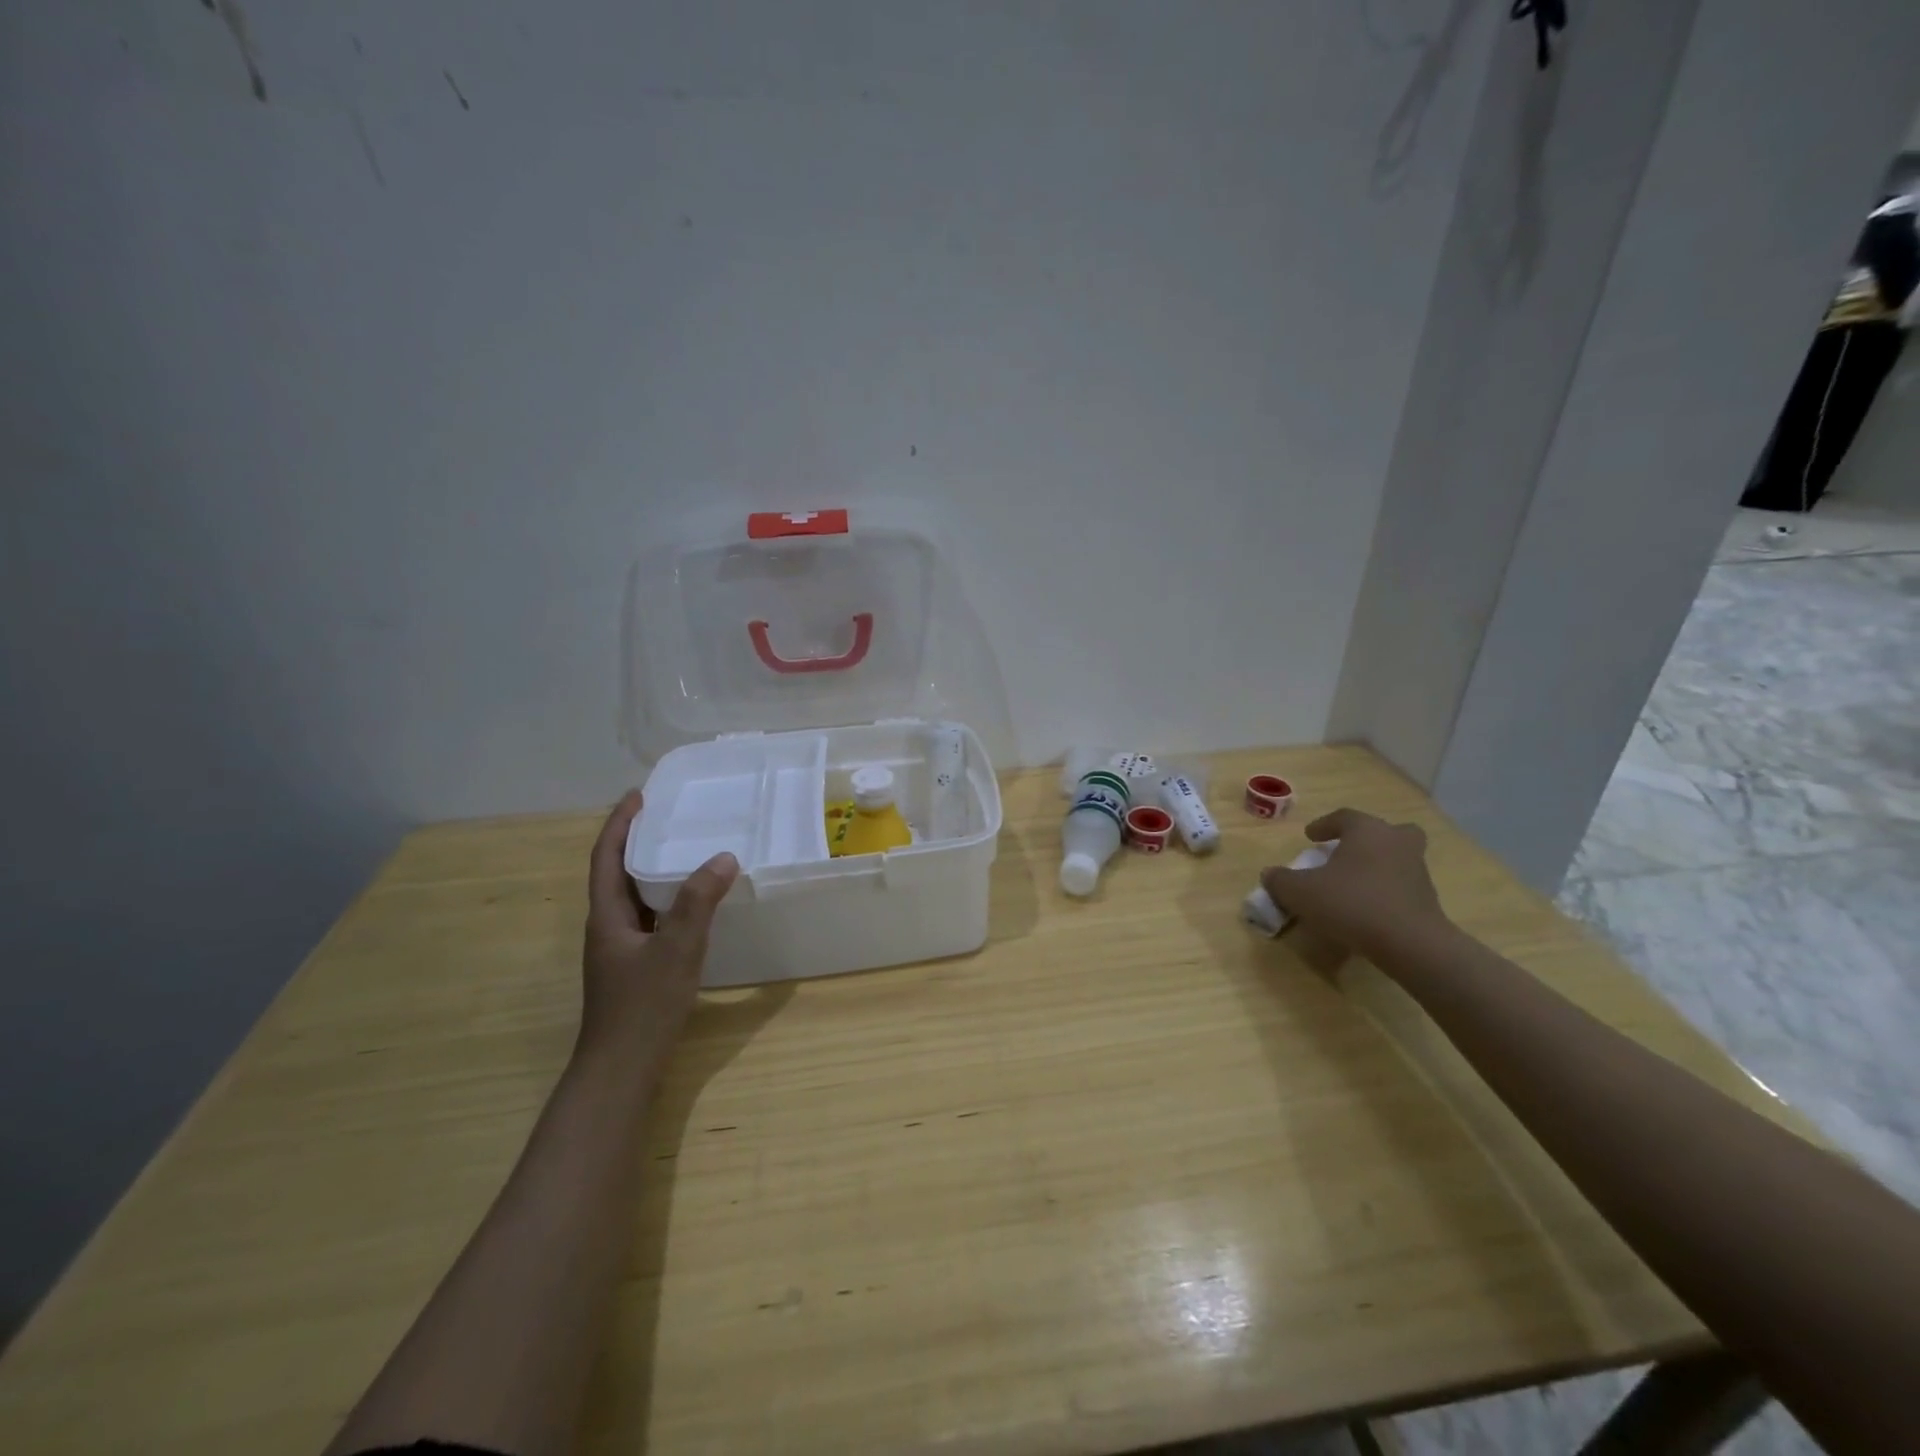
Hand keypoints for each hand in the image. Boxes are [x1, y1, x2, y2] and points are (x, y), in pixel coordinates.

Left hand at [578, 790, 739, 1086]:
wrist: (621, 1070)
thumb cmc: (643, 1007)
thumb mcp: (676, 950)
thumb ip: (698, 903)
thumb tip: (722, 857)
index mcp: (607, 916)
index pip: (606, 857)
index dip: (620, 824)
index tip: (639, 795)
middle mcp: (608, 927)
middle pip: (616, 872)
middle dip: (637, 840)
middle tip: (669, 815)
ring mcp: (619, 949)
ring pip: (633, 897)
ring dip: (651, 869)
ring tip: (684, 849)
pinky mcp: (634, 967)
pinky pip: (649, 917)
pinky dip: (666, 899)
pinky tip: (692, 904)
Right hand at [1260, 808, 1449, 962]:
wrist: (1410, 943)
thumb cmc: (1352, 903)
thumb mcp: (1300, 892)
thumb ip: (1280, 880)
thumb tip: (1269, 875)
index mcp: (1367, 831)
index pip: (1344, 817)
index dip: (1324, 825)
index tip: (1310, 836)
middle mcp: (1396, 842)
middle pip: (1384, 831)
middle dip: (1365, 839)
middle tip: (1346, 852)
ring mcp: (1417, 870)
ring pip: (1396, 857)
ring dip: (1377, 864)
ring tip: (1354, 883)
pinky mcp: (1428, 899)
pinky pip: (1402, 884)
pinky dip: (1387, 890)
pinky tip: (1368, 908)